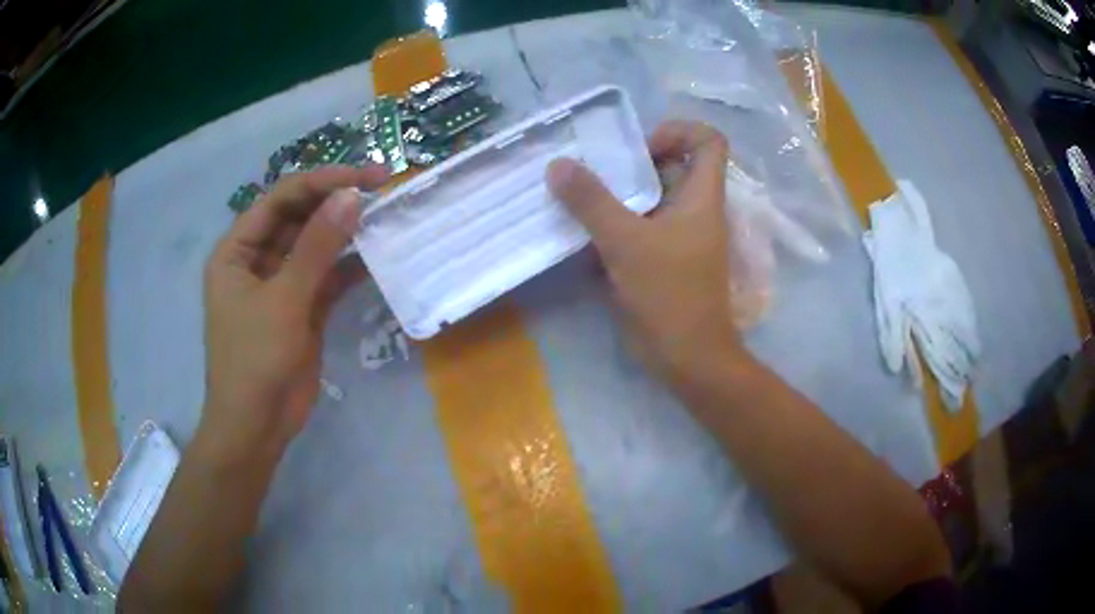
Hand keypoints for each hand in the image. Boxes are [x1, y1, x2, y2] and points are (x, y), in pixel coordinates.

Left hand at [201, 165, 386, 457]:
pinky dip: (348, 268)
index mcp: (237, 250)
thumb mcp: (284, 299)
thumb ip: (317, 247)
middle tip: (381, 189)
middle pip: (298, 218)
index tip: (364, 177)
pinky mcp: (301, 309)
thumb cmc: (255, 360)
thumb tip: (351, 197)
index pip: (280, 199)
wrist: (257, 426)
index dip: (321, 182)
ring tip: (384, 216)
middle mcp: (257, 260)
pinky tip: (375, 257)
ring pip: (315, 246)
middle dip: (335, 203)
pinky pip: (326, 278)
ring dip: (345, 233)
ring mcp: (280, 285)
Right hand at [547, 121, 743, 382]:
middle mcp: (694, 208)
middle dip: (632, 161)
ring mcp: (678, 234)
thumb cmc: (669, 293)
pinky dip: (613, 222)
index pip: (709, 140)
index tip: (640, 148)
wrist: (686, 356)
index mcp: (702, 195)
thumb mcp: (625, 241)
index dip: (678, 131)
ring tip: (578, 194)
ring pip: (650, 197)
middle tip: (594, 168)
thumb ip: (591, 201)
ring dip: (616, 192)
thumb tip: (558, 164)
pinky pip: (638, 225)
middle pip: (671, 165)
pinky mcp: (661, 258)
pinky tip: (581, 232)